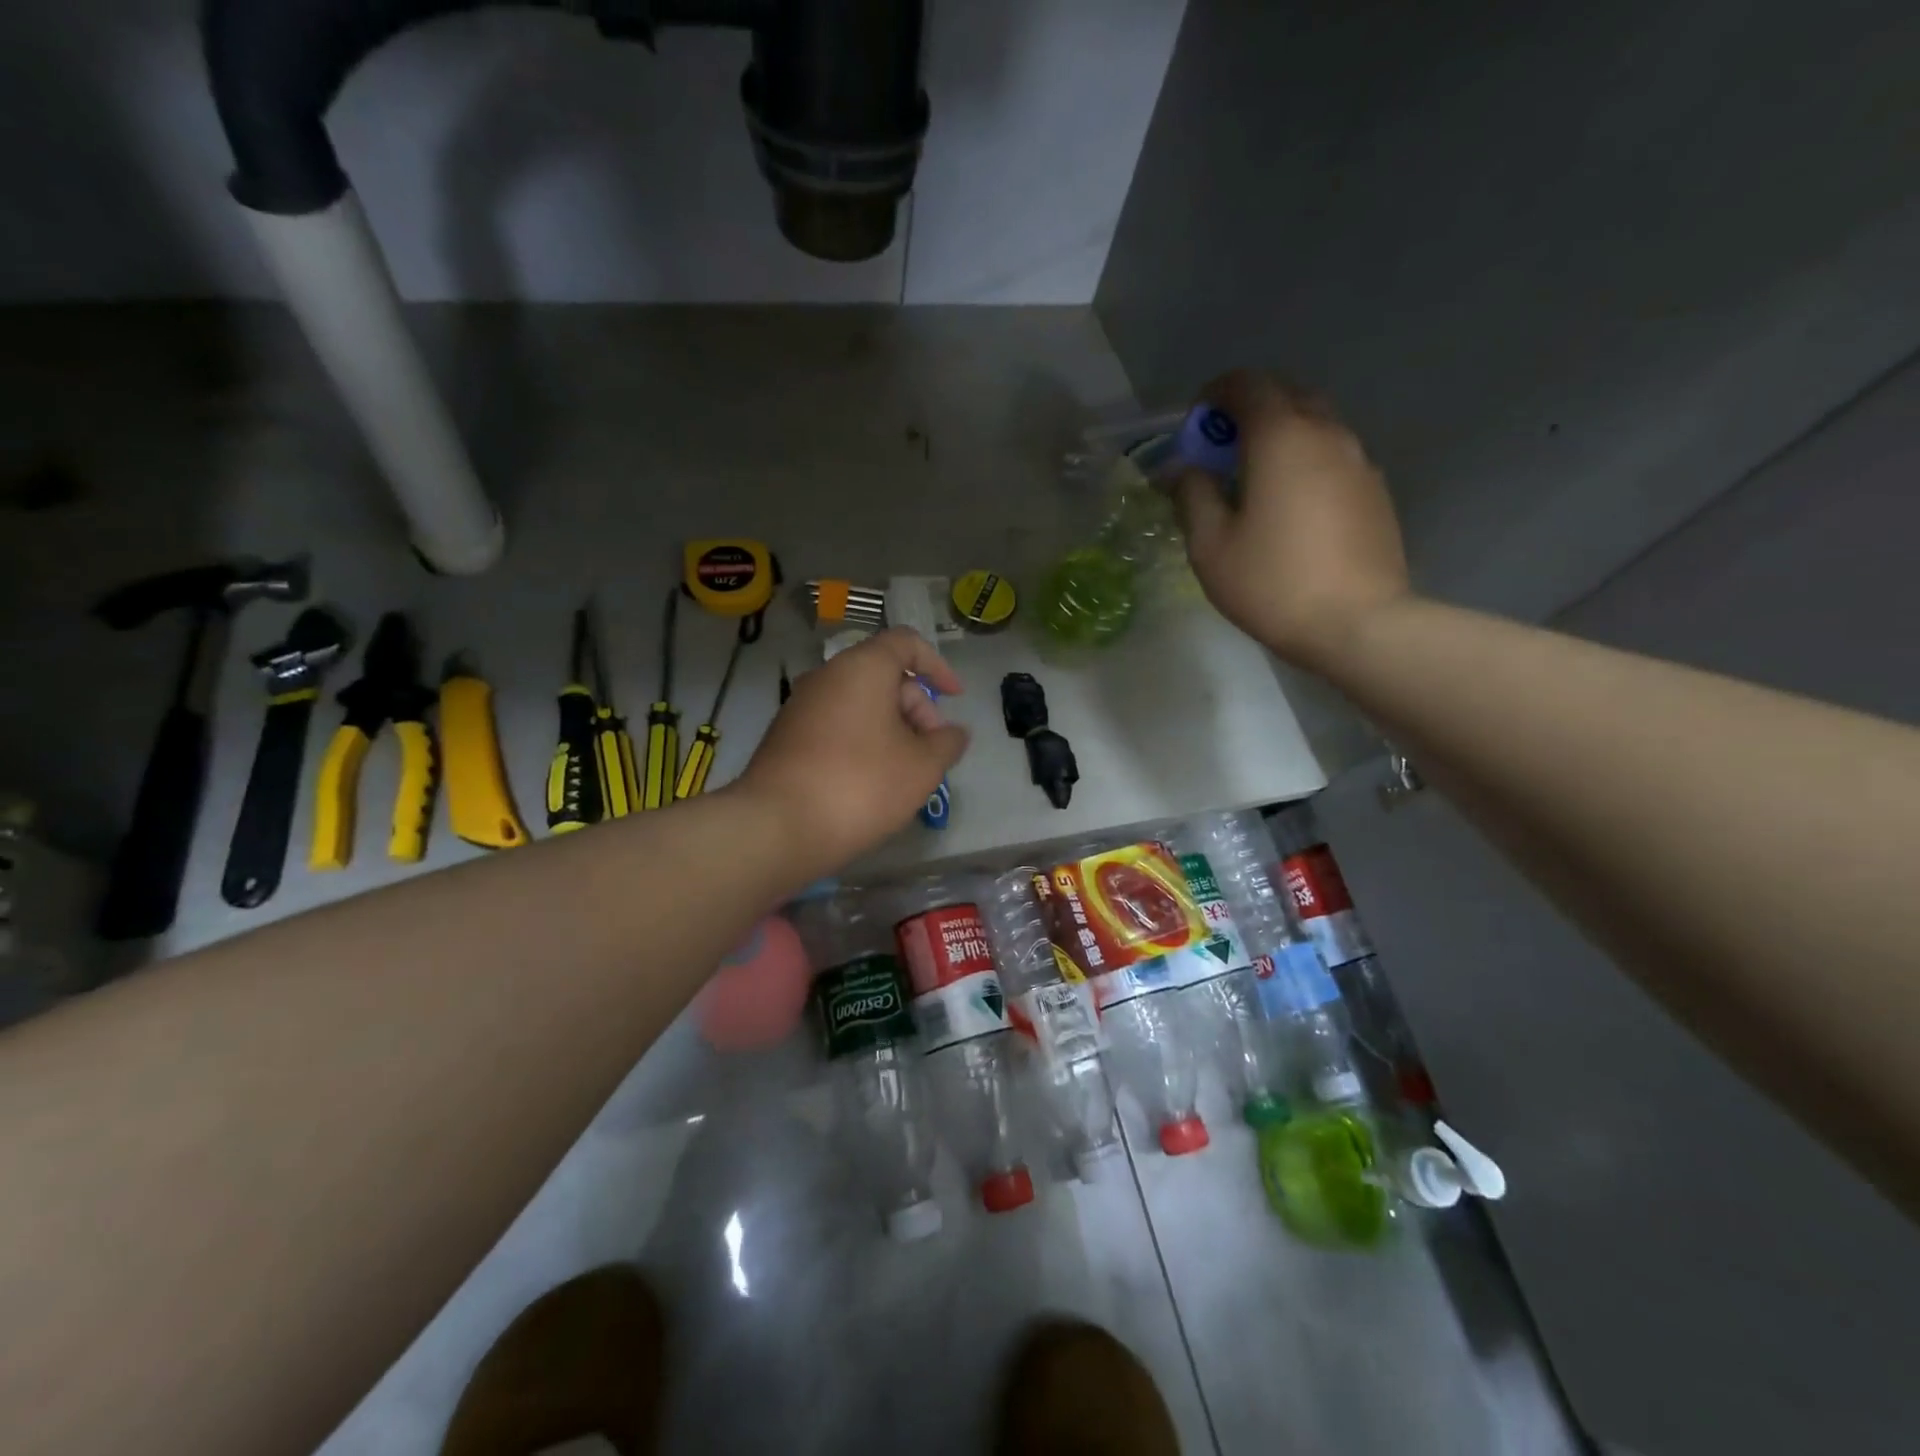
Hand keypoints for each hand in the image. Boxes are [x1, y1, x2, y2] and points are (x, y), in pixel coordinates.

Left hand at [735, 627, 969, 871]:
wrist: (778, 827)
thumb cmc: (861, 785)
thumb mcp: (922, 767)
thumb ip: (947, 743)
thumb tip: (953, 733)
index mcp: (862, 668)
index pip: (906, 643)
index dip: (937, 665)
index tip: (955, 697)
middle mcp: (827, 676)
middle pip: (884, 676)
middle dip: (917, 708)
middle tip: (932, 752)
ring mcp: (801, 706)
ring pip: (859, 704)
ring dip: (890, 729)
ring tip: (905, 772)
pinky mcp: (785, 737)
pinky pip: (836, 725)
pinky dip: (862, 742)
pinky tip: (870, 782)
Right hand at [1175, 371, 1411, 670]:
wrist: (1358, 624)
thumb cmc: (1272, 583)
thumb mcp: (1210, 545)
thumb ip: (1192, 496)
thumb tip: (1183, 469)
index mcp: (1281, 437)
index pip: (1247, 384)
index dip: (1215, 395)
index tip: (1195, 424)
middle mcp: (1326, 433)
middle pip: (1286, 396)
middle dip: (1249, 412)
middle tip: (1222, 453)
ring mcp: (1359, 460)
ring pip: (1315, 426)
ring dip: (1280, 438)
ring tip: (1255, 482)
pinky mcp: (1376, 491)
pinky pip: (1333, 457)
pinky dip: (1306, 463)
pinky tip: (1291, 508)